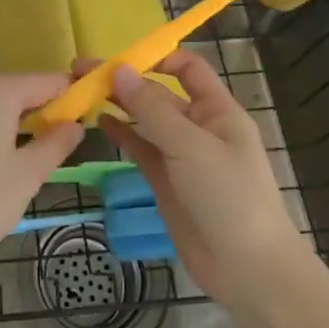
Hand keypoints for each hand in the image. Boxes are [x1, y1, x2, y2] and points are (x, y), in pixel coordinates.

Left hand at [0, 75, 83, 304]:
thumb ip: (55, 143)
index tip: (87, 114)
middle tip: (59, 142)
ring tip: (29, 155)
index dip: (68, 95)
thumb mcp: (27, 176)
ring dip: (13, 119)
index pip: (45, 81)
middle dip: (40, 109)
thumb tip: (75, 124)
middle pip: (16, 88)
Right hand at [91, 52, 314, 311]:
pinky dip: (120, 133)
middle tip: (81, 71)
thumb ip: (152, 109)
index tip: (119, 58)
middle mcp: (198, 127)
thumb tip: (119, 69)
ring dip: (117, 104)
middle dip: (124, 80)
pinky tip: (98, 122)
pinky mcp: (165, 181)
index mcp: (217, 111)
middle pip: (159, 93)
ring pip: (145, 120)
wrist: (247, 269)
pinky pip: (140, 148)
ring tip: (81, 92)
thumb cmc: (228, 196)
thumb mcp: (190, 146)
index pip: (188, 69)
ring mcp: (180, 155)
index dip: (157, 58)